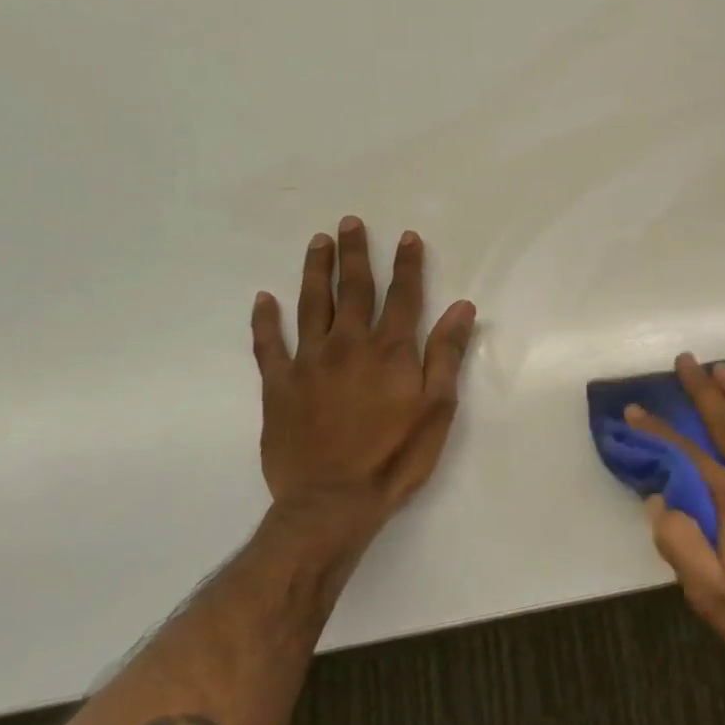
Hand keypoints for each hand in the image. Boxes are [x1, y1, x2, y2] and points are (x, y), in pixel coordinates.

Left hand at [250, 219, 476, 532]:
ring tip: (316, 242)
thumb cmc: (396, 457)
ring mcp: (309, 362)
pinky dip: (264, 320)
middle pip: (353, 289)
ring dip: (314, 271)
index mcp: (391, 351)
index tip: (406, 236)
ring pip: (311, 305)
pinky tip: (263, 299)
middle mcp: (348, 345)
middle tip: (349, 223)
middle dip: (354, 254)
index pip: (403, 296)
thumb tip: (462, 307)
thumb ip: (446, 354)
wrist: (333, 501)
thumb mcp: (437, 409)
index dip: (407, 264)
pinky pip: (268, 344)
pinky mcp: (278, 385)